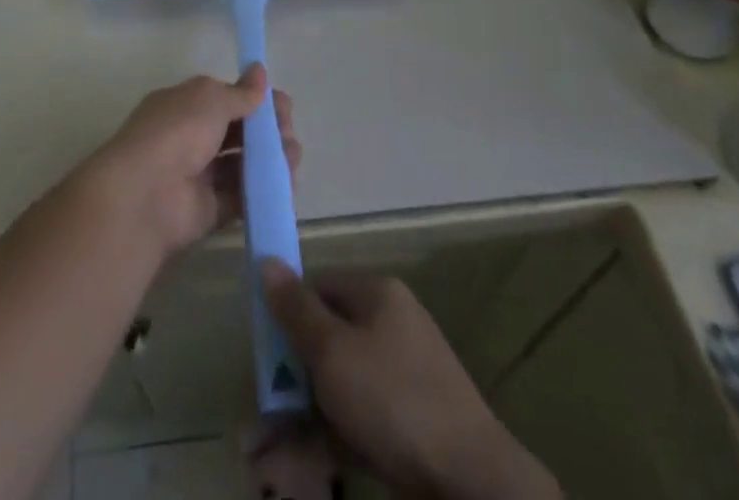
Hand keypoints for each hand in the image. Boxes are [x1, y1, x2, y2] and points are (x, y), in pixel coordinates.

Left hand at [82, 66, 300, 256]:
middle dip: (267, 129)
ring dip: (270, 158)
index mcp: (186, 105)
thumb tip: (260, 71)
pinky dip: (264, 189)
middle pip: (238, 131)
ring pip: (243, 163)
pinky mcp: (210, 209)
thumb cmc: (177, 131)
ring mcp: (201, 174)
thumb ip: (240, 93)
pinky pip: (242, 196)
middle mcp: (192, 137)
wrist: (146, 194)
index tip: (283, 105)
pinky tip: (286, 183)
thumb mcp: (210, 99)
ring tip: (292, 157)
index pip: (227, 98)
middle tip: (289, 133)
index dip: (255, 100)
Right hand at [259, 262, 559, 499]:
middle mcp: (393, 323)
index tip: (268, 354)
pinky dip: (338, 435)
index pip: (320, 287)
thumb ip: (295, 309)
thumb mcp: (332, 351)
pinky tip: (315, 463)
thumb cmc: (392, 400)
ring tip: (278, 451)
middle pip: (330, 336)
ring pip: (343, 383)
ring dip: (310, 414)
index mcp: (378, 294)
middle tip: (269, 413)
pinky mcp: (414, 419)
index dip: (290, 315)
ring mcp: (406, 373)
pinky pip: (364, 416)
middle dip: (296, 375)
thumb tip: (267, 261)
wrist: (471, 481)